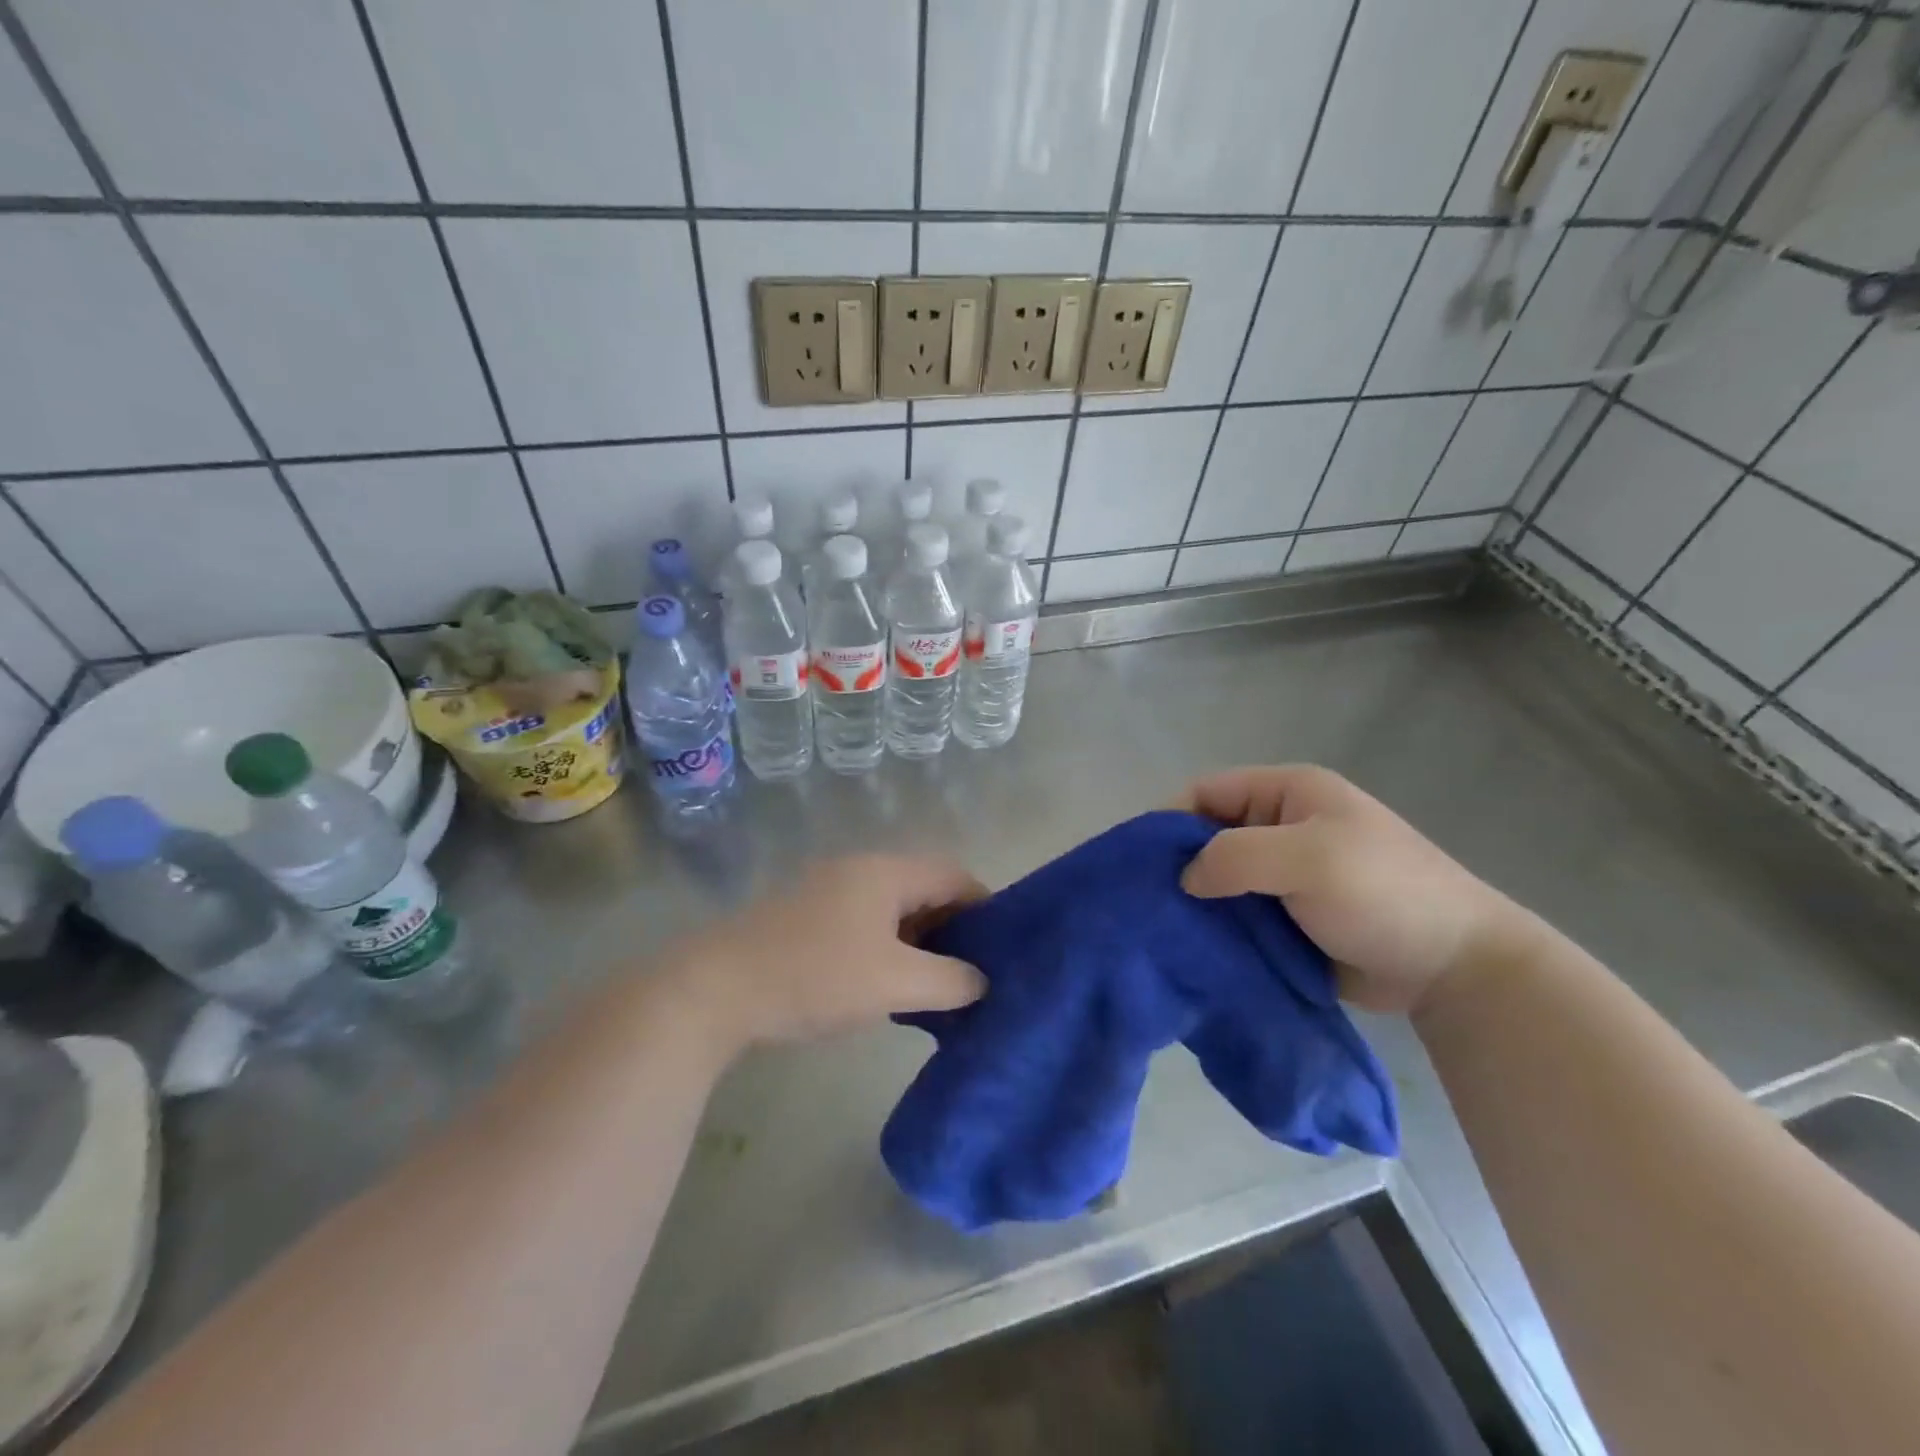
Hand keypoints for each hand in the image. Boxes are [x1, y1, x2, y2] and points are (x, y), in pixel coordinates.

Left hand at [664, 854, 987, 1049]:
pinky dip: (888, 948)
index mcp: (885, 872)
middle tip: (974, 971)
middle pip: (923, 889)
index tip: (1004, 946)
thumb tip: (981, 981)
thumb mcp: (894, 982)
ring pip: (892, 910)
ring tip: (937, 985)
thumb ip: (950, 981)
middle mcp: (859, 870)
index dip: (985, 906)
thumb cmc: (816, 976)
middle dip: (953, 928)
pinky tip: (888, 985)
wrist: (716, 989)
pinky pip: (864, 924)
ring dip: (919, 942)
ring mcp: (827, 892)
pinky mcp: (805, 918)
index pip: (953, 874)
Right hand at [1180, 765, 1526, 1013]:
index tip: (1140, 862)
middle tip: (1147, 902)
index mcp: (1287, 793)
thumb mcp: (1309, 858)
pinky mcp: (1287, 918)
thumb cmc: (1383, 893)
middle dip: (1178, 865)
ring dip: (1196, 902)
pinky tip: (1194, 950)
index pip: (1206, 791)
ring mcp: (1284, 876)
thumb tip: (1186, 878)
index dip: (1169, 819)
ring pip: (1219, 879)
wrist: (1456, 968)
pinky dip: (1216, 929)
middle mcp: (1280, 827)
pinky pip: (1237, 915)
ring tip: (1163, 931)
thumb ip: (1236, 856)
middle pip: (1207, 836)